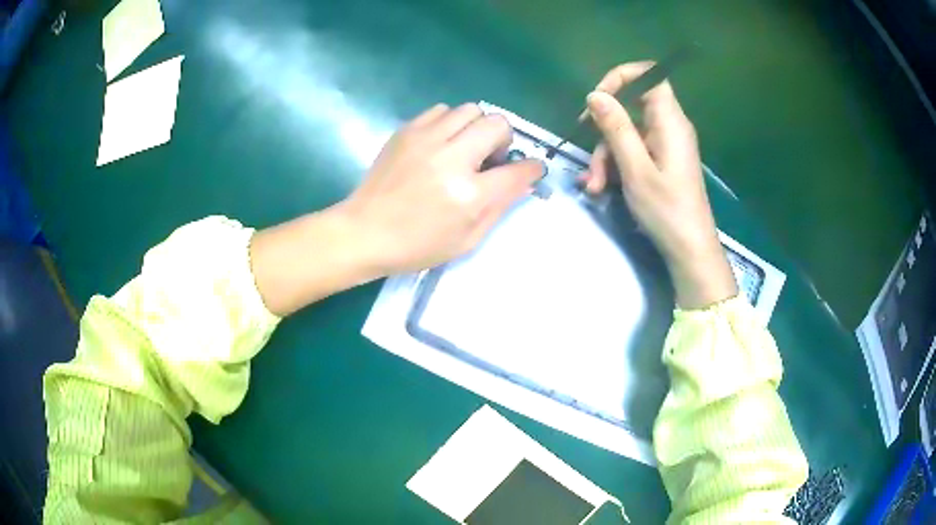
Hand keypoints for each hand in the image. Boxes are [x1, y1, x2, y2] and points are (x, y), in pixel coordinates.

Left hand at [338, 103, 543, 275]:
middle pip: (497, 124)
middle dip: (504, 139)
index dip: (532, 168)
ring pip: (471, 109)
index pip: (518, 170)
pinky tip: (441, 143)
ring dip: (477, 127)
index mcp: (469, 195)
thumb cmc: (416, 246)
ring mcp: (426, 139)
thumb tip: (521, 182)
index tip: (531, 169)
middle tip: (491, 158)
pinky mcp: (407, 131)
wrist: (364, 232)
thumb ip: (499, 208)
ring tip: (465, 147)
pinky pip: (441, 110)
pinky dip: (450, 123)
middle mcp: (451, 159)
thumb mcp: (466, 241)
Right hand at [582, 62, 736, 308]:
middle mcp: (669, 127)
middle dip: (604, 127)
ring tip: (594, 184)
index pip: (649, 76)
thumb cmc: (666, 210)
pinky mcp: (661, 161)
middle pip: (631, 106)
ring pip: (627, 132)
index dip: (622, 78)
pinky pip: (634, 150)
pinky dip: (617, 164)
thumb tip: (595, 95)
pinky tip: (601, 187)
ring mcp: (665, 145)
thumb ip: (616, 128)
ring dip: (606, 153)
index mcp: (670, 122)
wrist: (689, 249)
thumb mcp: (635, 169)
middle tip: (584, 143)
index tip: (598, 98)